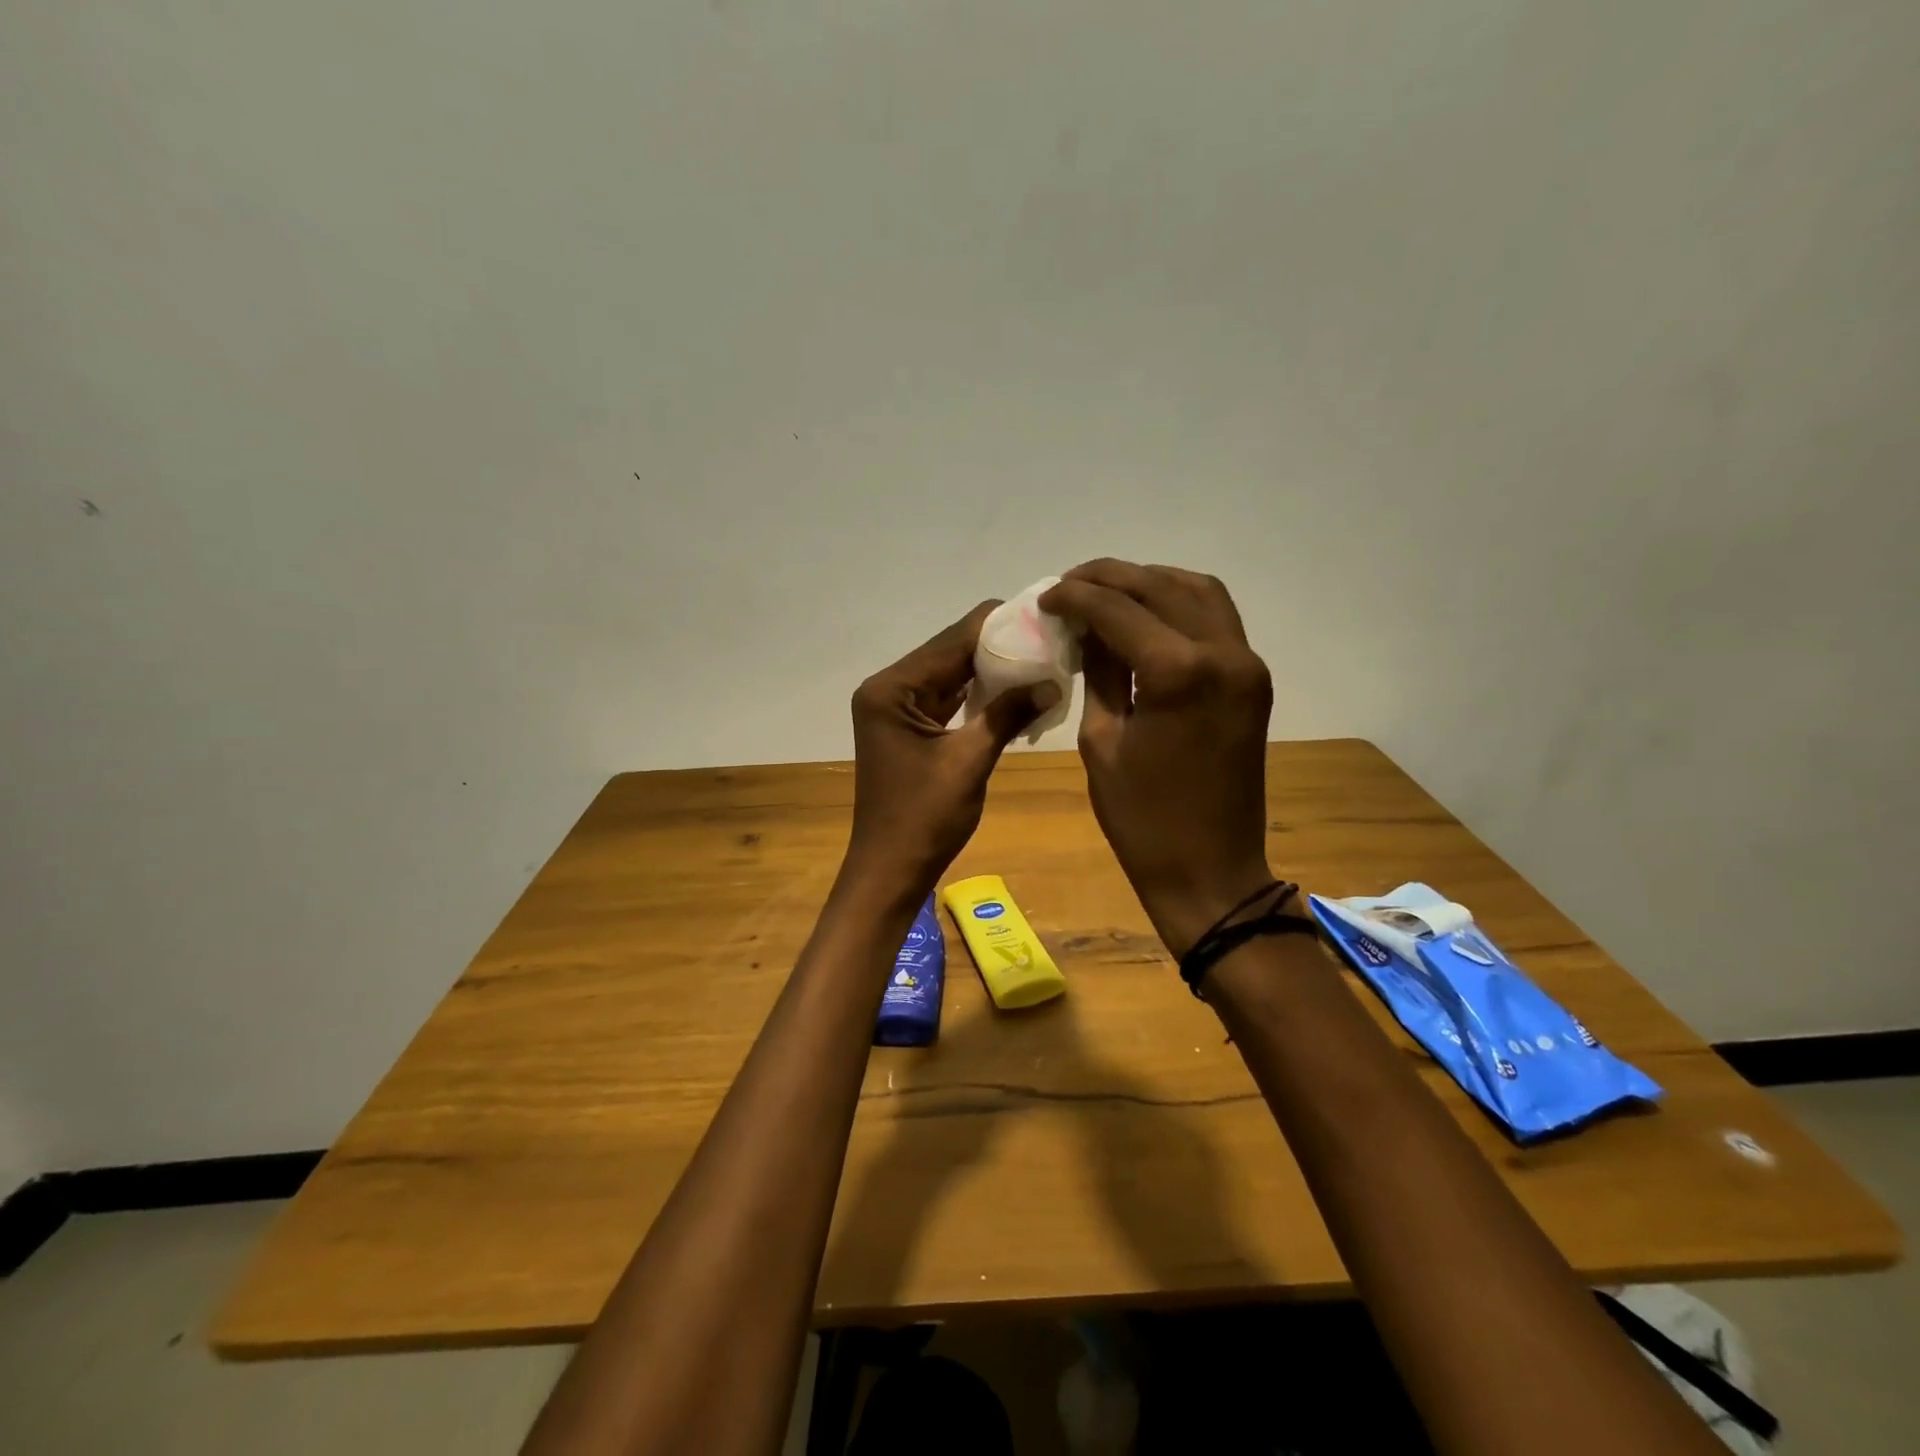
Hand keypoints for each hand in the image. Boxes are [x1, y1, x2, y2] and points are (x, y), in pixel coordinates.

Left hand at [845, 602, 1060, 899]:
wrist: (890, 871)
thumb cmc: (924, 819)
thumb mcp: (969, 761)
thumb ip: (1007, 714)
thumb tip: (1052, 681)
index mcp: (892, 688)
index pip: (952, 639)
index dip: (1000, 625)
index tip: (1047, 616)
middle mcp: (889, 688)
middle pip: (951, 652)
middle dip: (1000, 647)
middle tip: (1053, 640)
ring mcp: (897, 708)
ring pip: (952, 674)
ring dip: (993, 670)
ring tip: (1044, 660)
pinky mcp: (908, 727)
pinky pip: (949, 699)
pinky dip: (980, 696)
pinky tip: (1017, 691)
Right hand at [1040, 561, 1273, 956]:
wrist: (1210, 871)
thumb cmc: (1142, 819)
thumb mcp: (1101, 742)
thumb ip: (1098, 672)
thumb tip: (1086, 628)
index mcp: (1178, 672)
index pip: (1118, 609)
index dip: (1075, 597)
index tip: (1045, 598)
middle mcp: (1223, 653)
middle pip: (1161, 587)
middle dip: (1110, 578)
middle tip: (1069, 586)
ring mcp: (1246, 664)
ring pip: (1198, 591)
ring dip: (1150, 583)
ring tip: (1106, 593)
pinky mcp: (1253, 680)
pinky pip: (1217, 620)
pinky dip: (1179, 605)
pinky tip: (1146, 615)